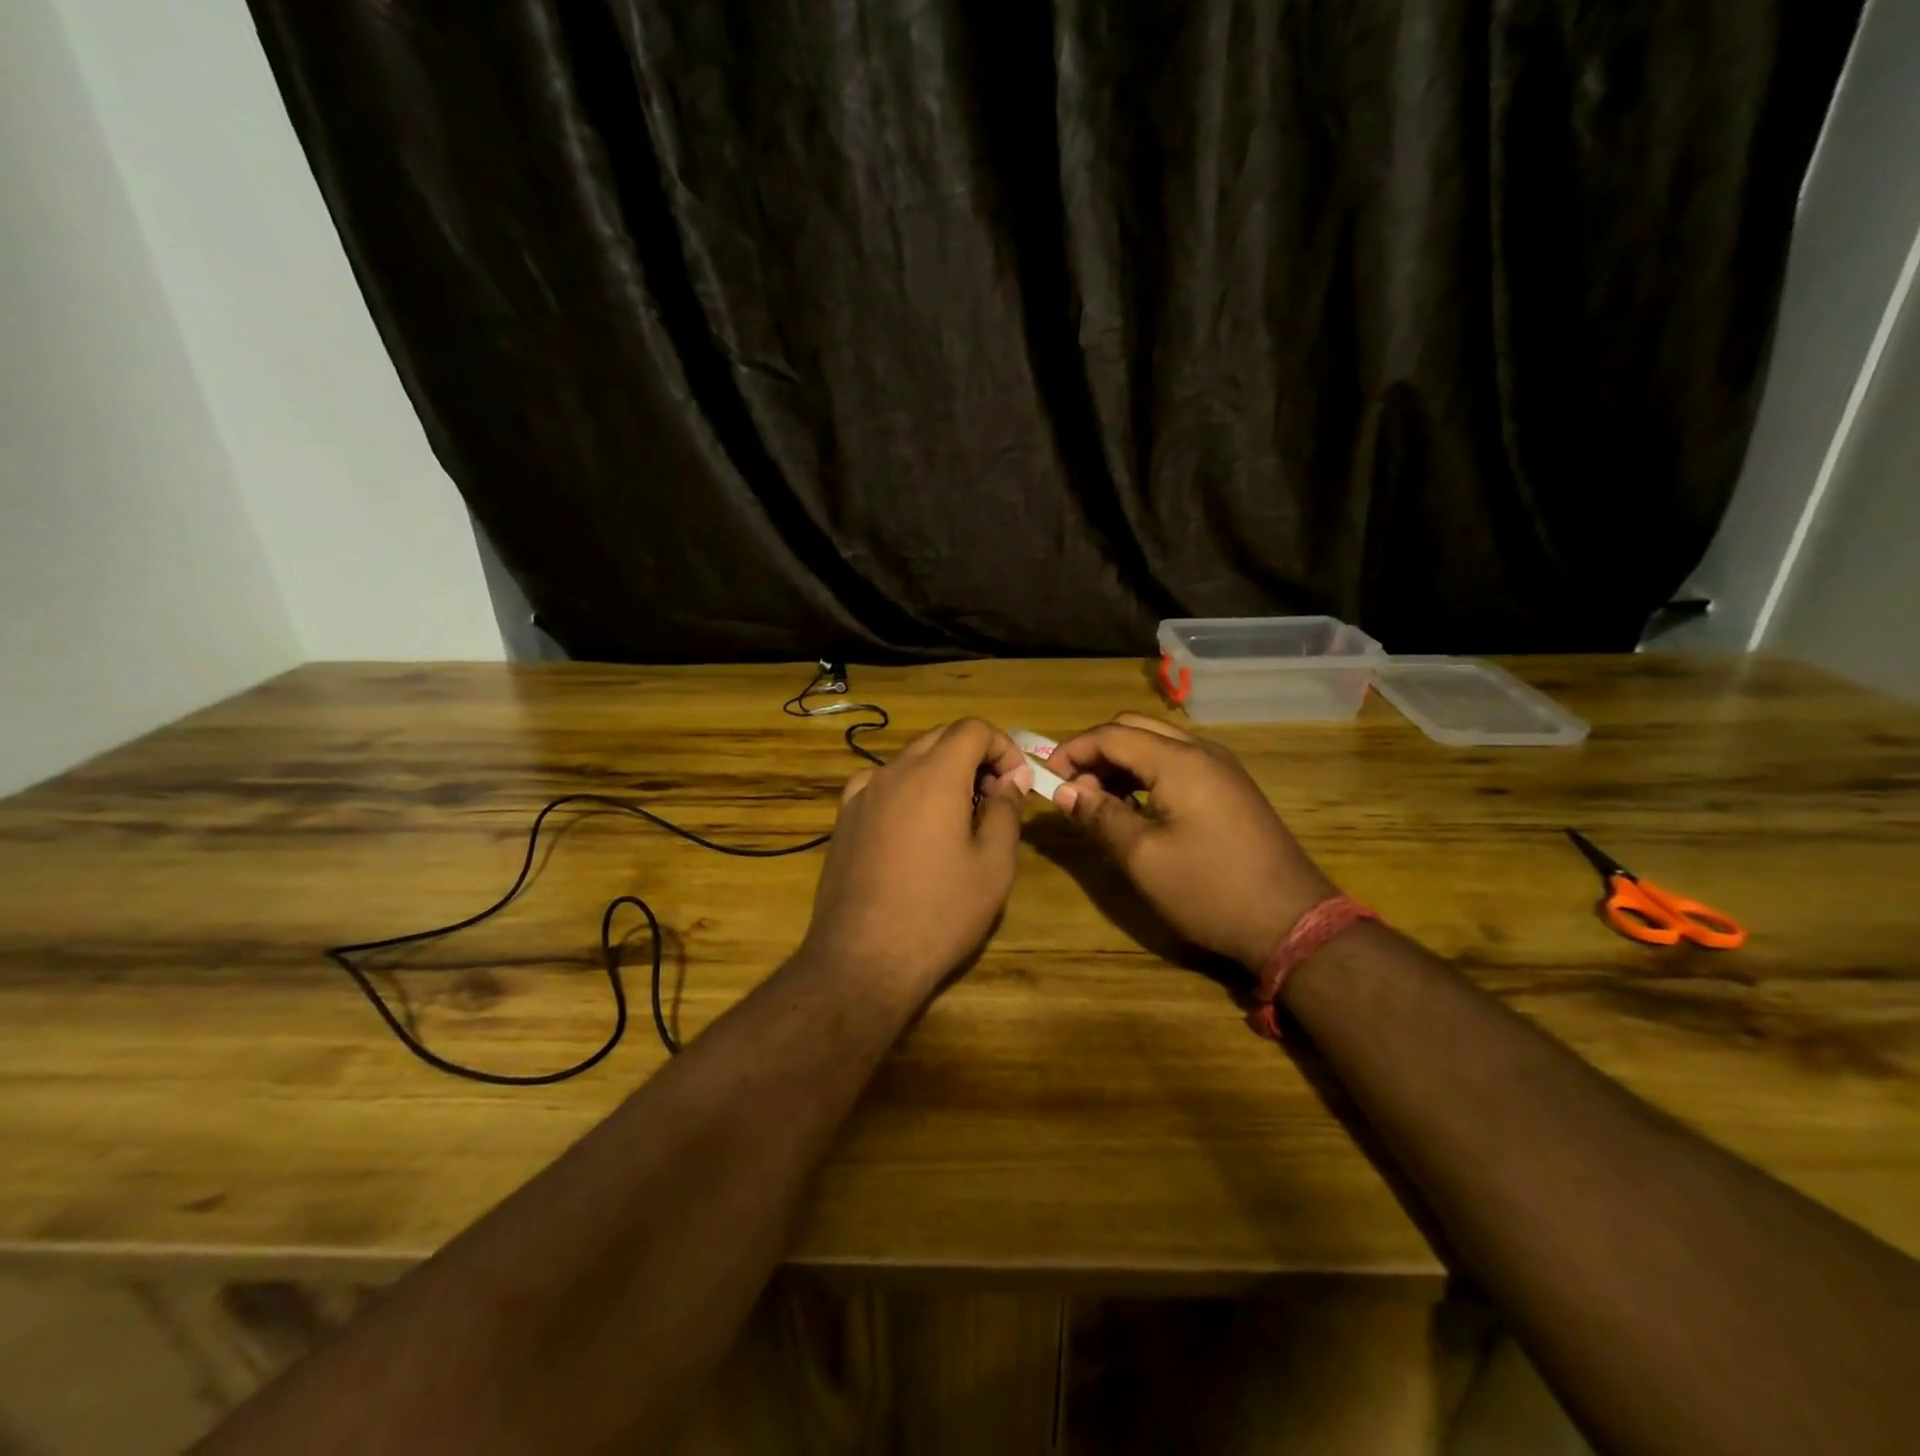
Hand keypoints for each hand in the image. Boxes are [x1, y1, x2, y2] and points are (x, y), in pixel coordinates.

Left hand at [801, 719, 1032, 998]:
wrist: (863, 959)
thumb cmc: (940, 912)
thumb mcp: (993, 865)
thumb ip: (1006, 811)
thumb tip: (1010, 779)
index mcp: (934, 775)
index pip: (972, 729)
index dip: (1003, 747)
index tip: (1016, 784)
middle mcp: (893, 772)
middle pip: (939, 738)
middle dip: (974, 757)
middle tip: (994, 799)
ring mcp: (862, 794)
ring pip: (909, 760)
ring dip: (941, 773)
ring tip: (958, 818)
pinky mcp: (844, 820)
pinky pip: (881, 785)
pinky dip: (907, 791)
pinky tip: (914, 830)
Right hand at [1047, 713, 1336, 968]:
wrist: (1292, 922)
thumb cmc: (1210, 890)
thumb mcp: (1144, 857)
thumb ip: (1100, 816)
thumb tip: (1064, 791)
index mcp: (1179, 761)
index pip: (1111, 734)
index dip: (1072, 751)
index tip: (1046, 780)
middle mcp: (1201, 751)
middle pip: (1134, 728)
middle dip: (1095, 752)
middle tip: (1072, 790)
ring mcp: (1221, 768)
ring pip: (1157, 743)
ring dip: (1121, 762)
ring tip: (1098, 802)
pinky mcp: (1231, 788)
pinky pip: (1178, 762)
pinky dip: (1147, 773)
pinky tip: (1136, 807)